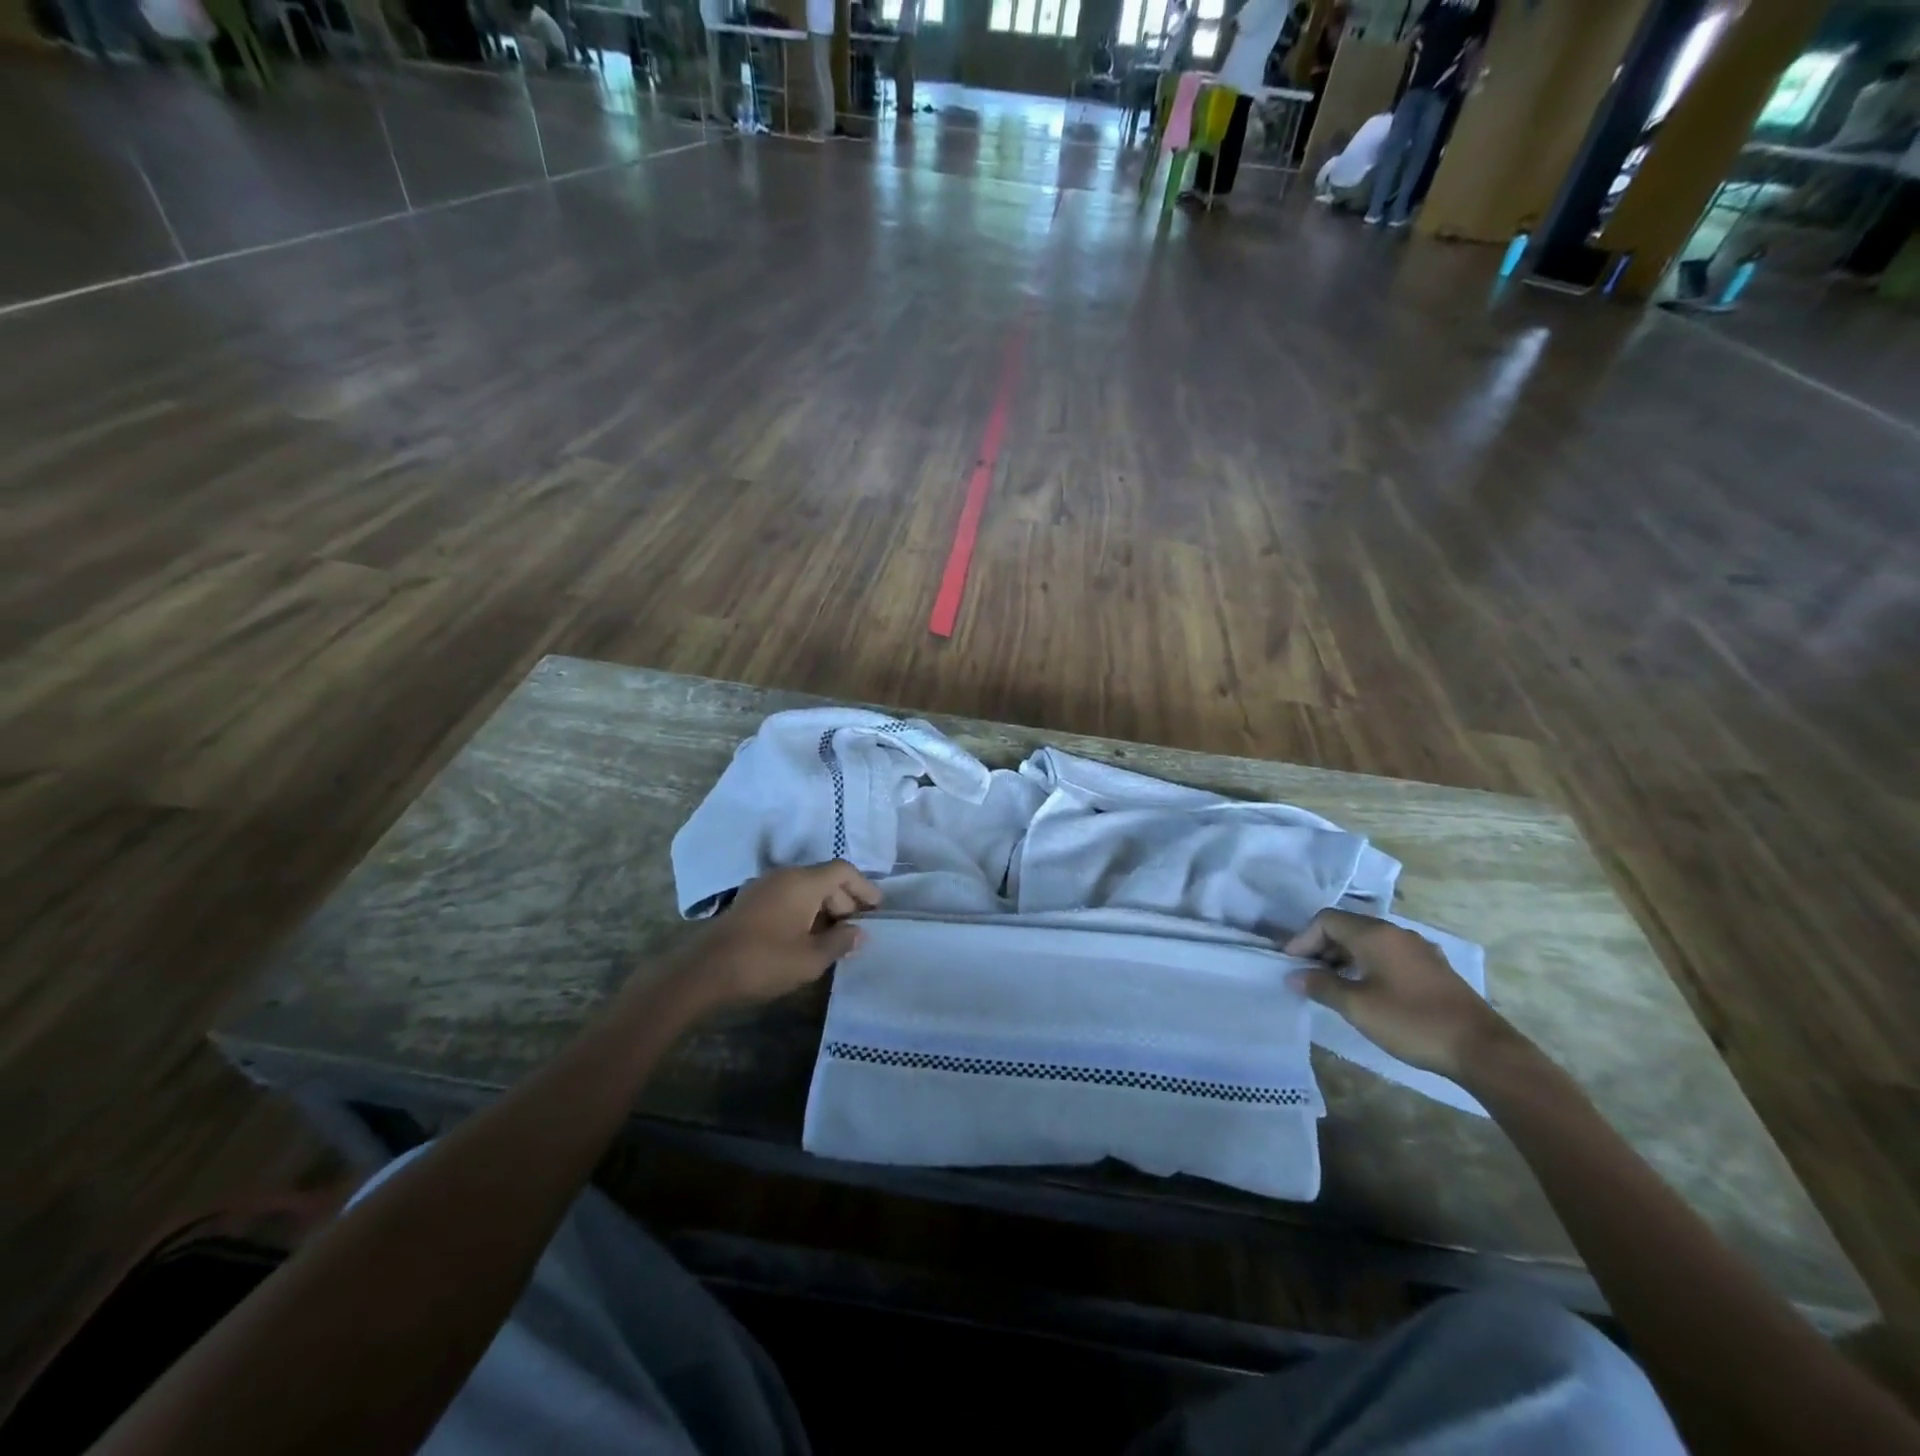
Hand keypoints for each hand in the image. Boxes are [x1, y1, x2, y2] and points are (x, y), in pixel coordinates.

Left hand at [682, 862, 880, 1005]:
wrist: (703, 972)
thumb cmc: (763, 962)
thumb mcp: (810, 959)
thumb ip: (840, 942)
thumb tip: (858, 932)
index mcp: (803, 882)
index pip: (843, 871)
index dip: (864, 887)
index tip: (877, 908)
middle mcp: (785, 876)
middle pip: (824, 877)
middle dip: (845, 900)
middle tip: (857, 927)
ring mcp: (764, 886)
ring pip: (805, 887)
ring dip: (824, 907)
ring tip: (834, 936)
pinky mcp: (750, 901)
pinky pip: (787, 896)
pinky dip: (804, 910)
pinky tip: (806, 936)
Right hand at [1284, 910, 1516, 1078]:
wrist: (1482, 1049)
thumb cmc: (1412, 1022)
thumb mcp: (1358, 1007)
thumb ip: (1322, 986)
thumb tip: (1294, 976)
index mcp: (1375, 934)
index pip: (1326, 920)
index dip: (1303, 938)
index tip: (1291, 964)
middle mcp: (1396, 933)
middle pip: (1347, 927)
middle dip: (1322, 946)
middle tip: (1307, 974)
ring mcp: (1418, 949)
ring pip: (1369, 941)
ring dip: (1344, 956)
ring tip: (1333, 984)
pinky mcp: (1432, 968)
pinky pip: (1388, 954)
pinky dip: (1367, 964)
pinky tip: (1367, 990)